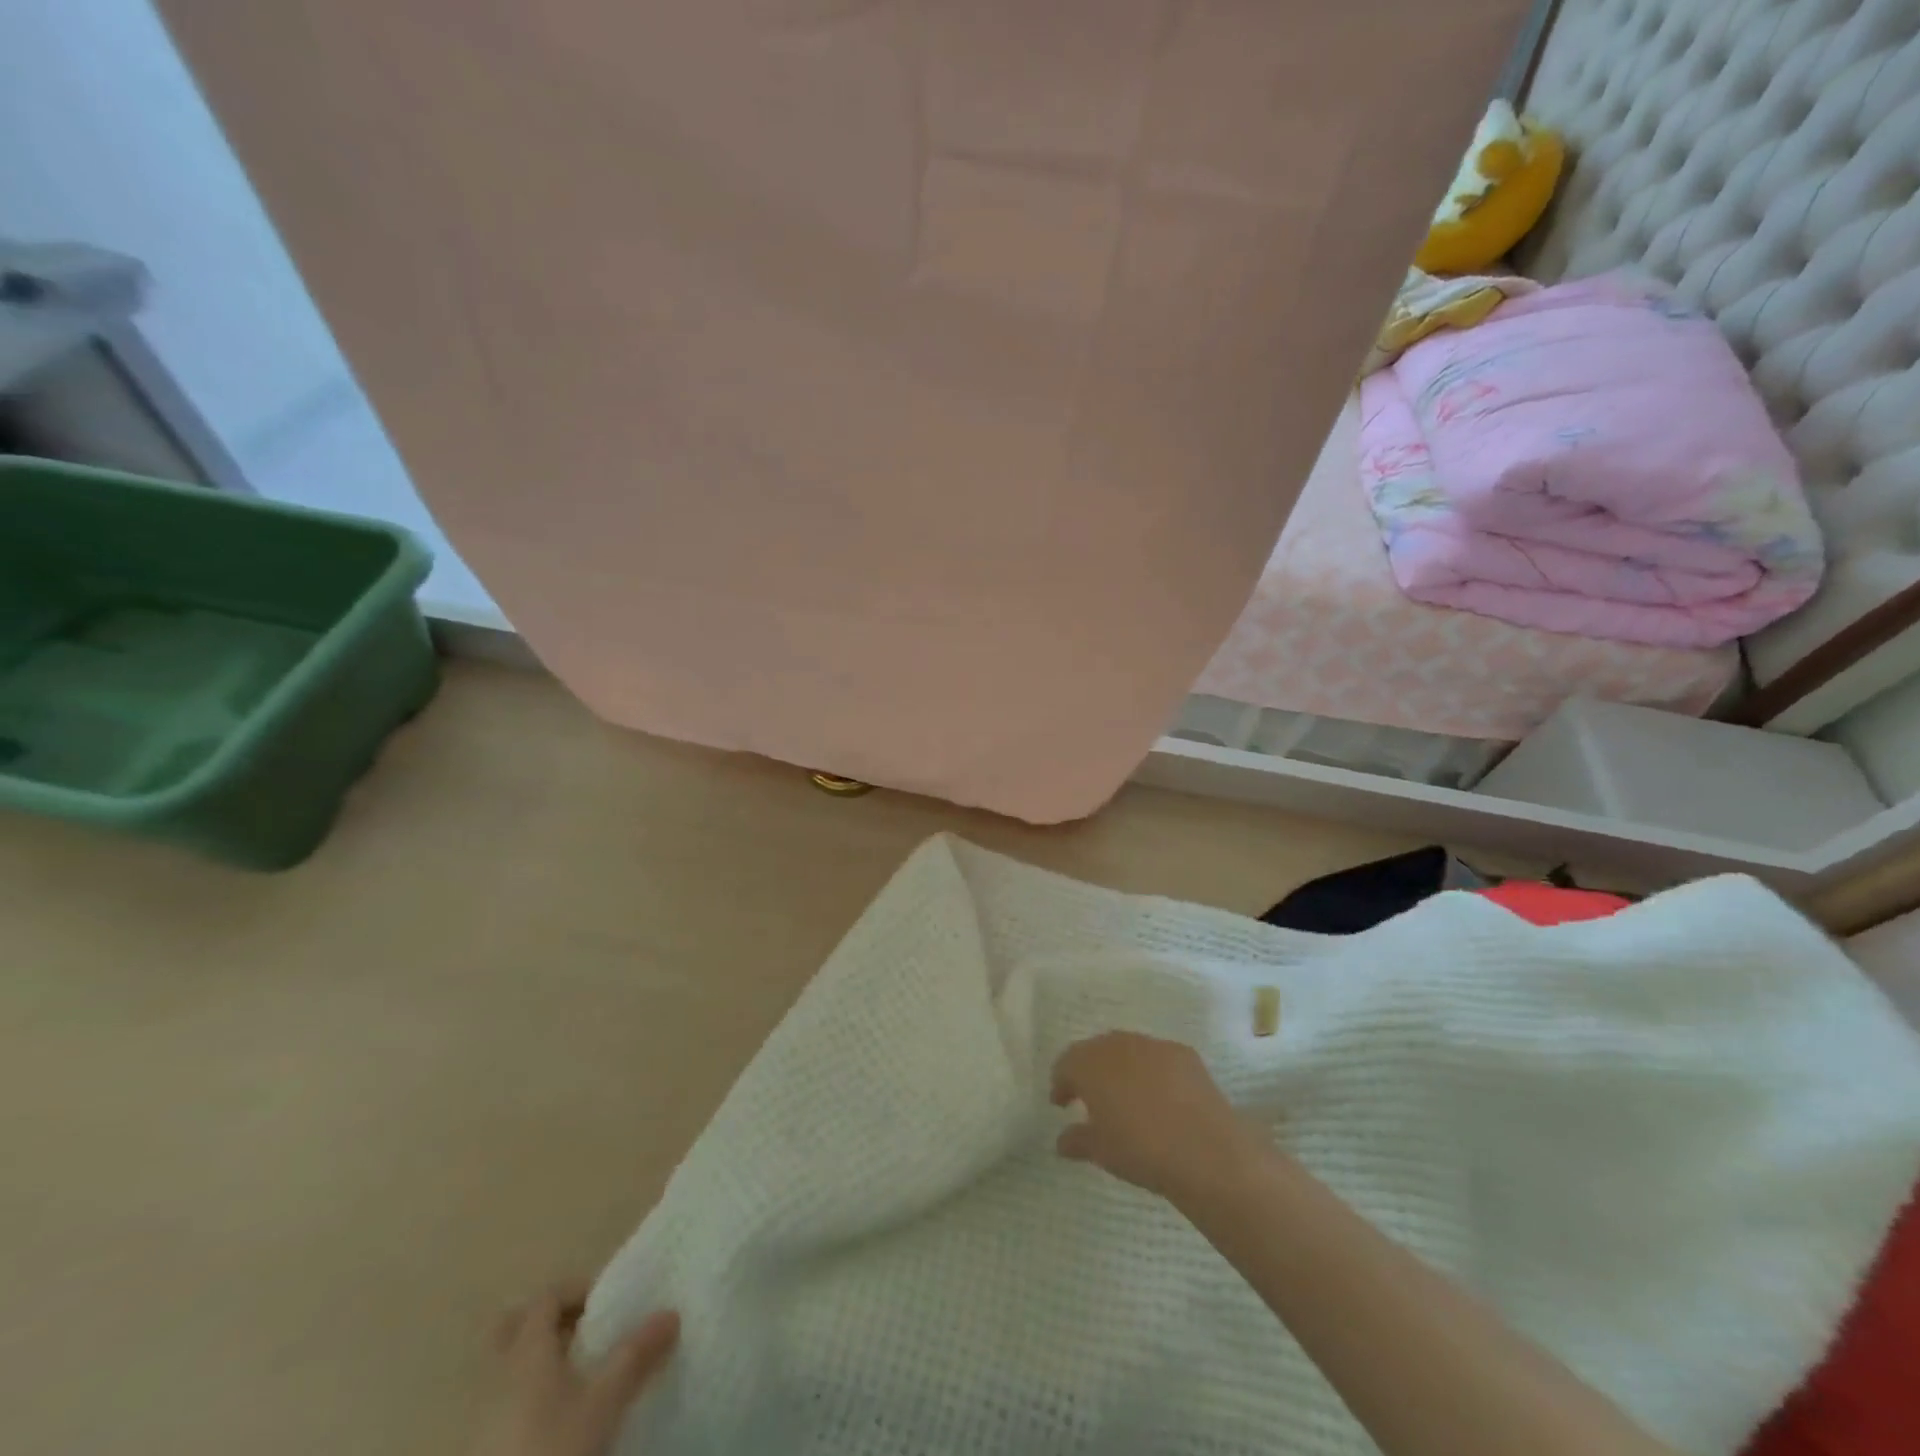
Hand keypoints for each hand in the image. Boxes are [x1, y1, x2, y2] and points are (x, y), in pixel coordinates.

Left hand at [469, 1283, 679, 1455]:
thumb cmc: (553, 1448)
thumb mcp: (604, 1402)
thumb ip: (636, 1355)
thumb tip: (671, 1313)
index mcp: (526, 1349)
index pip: (548, 1296)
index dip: (579, 1289)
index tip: (609, 1302)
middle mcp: (497, 1371)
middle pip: (516, 1326)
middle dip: (550, 1321)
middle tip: (585, 1331)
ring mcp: (482, 1412)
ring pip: (508, 1365)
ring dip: (540, 1359)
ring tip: (577, 1374)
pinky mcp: (481, 1445)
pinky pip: (503, 1400)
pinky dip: (528, 1394)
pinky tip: (556, 1415)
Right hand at [1051, 1031, 1260, 1203]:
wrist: (1206, 1152)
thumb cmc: (1141, 1151)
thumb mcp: (1101, 1151)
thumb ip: (1077, 1140)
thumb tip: (1062, 1140)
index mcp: (1090, 1064)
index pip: (1066, 1063)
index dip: (1061, 1083)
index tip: (1061, 1104)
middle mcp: (1118, 1044)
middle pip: (1095, 1050)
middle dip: (1089, 1071)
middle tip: (1090, 1097)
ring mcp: (1153, 1045)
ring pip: (1127, 1050)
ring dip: (1120, 1068)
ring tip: (1126, 1097)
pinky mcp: (1184, 1053)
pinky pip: (1157, 1057)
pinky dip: (1151, 1072)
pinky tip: (1160, 1097)